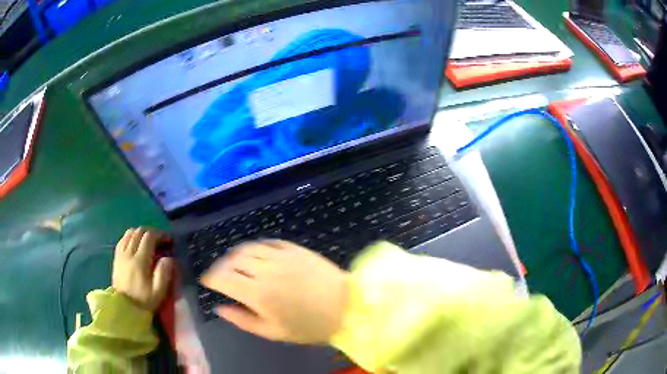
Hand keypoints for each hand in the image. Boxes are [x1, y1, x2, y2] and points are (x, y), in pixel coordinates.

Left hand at [112, 227, 173, 310]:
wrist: (124, 307)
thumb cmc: (143, 301)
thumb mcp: (158, 291)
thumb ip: (164, 273)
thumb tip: (169, 258)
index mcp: (140, 260)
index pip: (149, 237)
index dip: (160, 234)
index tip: (169, 240)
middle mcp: (129, 252)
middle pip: (139, 231)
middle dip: (152, 232)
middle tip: (160, 240)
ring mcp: (121, 254)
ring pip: (130, 233)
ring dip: (141, 233)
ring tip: (148, 241)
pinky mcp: (116, 257)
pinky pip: (123, 239)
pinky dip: (131, 237)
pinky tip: (136, 244)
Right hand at [201, 240, 348, 343]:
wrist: (347, 306)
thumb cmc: (309, 326)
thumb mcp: (273, 332)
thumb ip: (242, 320)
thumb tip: (220, 307)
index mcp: (257, 293)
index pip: (222, 278)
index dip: (210, 278)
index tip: (207, 281)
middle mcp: (265, 269)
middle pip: (231, 260)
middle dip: (221, 267)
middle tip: (222, 276)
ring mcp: (281, 256)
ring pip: (247, 248)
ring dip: (236, 255)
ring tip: (237, 265)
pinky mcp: (294, 248)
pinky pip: (268, 242)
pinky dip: (256, 247)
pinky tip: (257, 254)